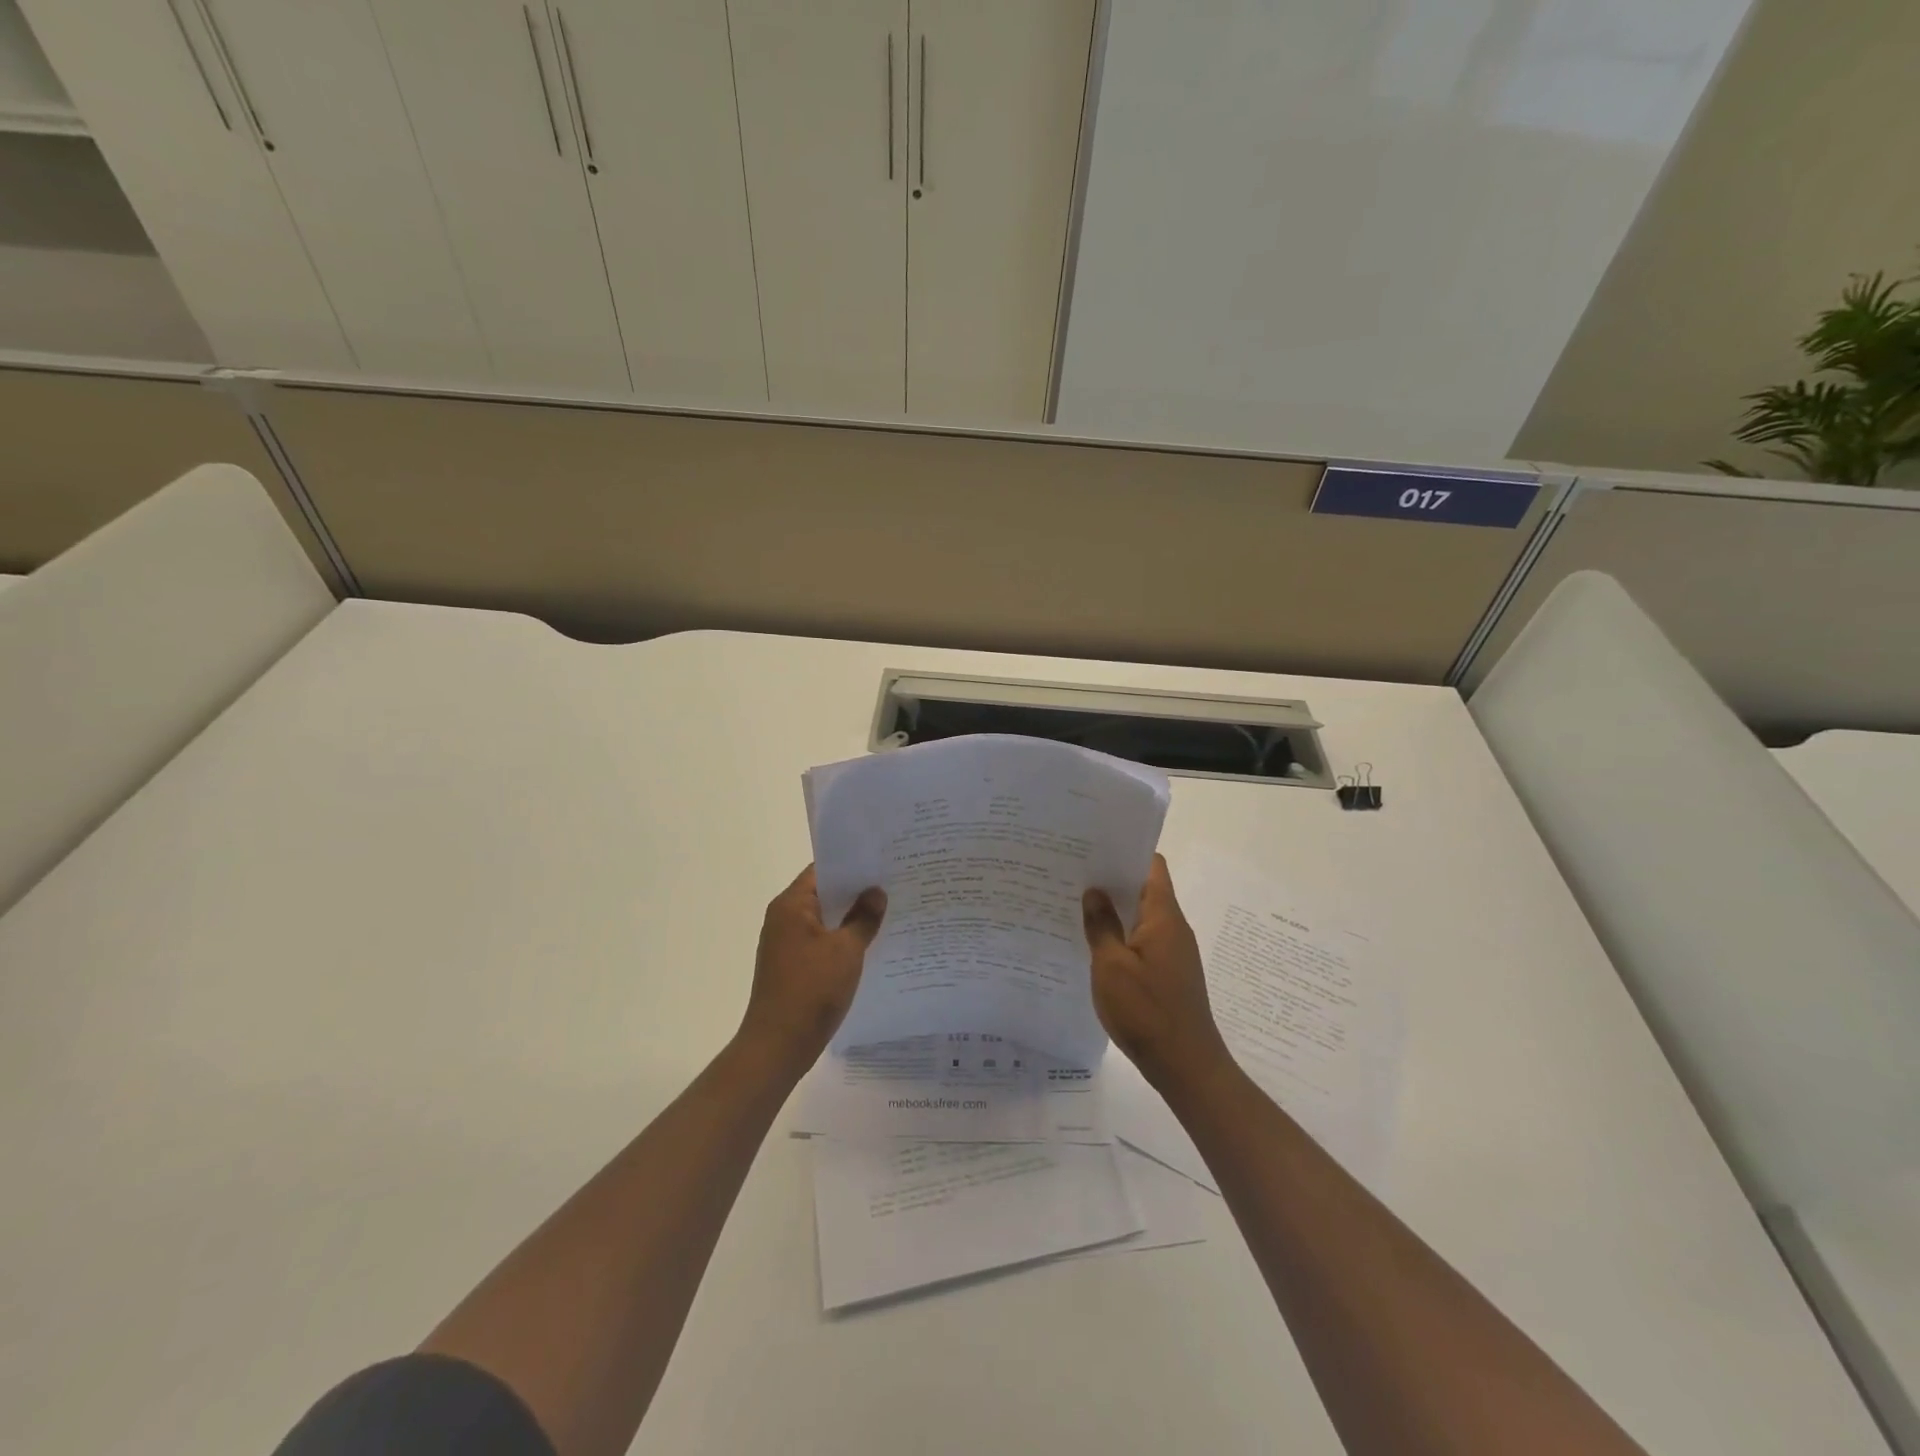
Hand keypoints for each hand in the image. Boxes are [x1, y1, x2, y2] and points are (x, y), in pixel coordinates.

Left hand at [739, 865, 885, 1072]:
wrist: (778, 1045)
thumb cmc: (811, 989)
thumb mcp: (846, 950)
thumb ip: (863, 917)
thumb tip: (876, 892)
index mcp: (791, 905)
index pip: (823, 870)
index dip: (852, 865)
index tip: (883, 862)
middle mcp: (784, 918)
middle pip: (824, 894)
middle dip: (856, 891)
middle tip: (894, 885)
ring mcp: (786, 944)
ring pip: (824, 920)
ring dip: (851, 917)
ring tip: (888, 911)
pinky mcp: (792, 966)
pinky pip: (821, 942)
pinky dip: (842, 939)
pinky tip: (870, 944)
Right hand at [1083, 854, 1230, 1088]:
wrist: (1186, 1066)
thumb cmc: (1147, 1012)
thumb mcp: (1112, 966)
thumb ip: (1101, 925)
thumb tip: (1094, 890)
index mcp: (1164, 916)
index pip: (1151, 865)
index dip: (1125, 851)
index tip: (1092, 847)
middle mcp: (1173, 927)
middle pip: (1144, 888)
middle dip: (1111, 880)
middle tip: (1072, 874)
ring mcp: (1172, 951)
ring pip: (1141, 916)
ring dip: (1114, 909)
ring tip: (1075, 904)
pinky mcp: (1168, 973)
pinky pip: (1142, 940)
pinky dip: (1120, 935)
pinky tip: (1093, 944)